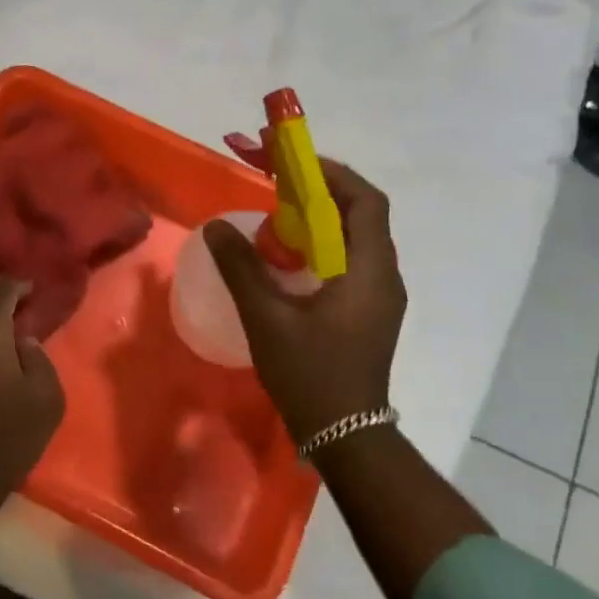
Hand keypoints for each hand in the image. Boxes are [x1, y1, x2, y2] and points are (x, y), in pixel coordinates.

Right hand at [204, 159, 405, 446]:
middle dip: (319, 190)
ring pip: (354, 238)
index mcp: (368, 270)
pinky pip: (348, 261)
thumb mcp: (267, 319)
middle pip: (360, 214)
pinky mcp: (368, 312)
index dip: (330, 172)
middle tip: (276, 182)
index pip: (364, 200)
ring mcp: (379, 296)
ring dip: (318, 219)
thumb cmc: (311, 375)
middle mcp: (383, 275)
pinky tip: (287, 258)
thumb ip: (241, 268)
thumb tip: (215, 227)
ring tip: (275, 215)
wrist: (346, 437)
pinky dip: (320, 245)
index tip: (290, 161)